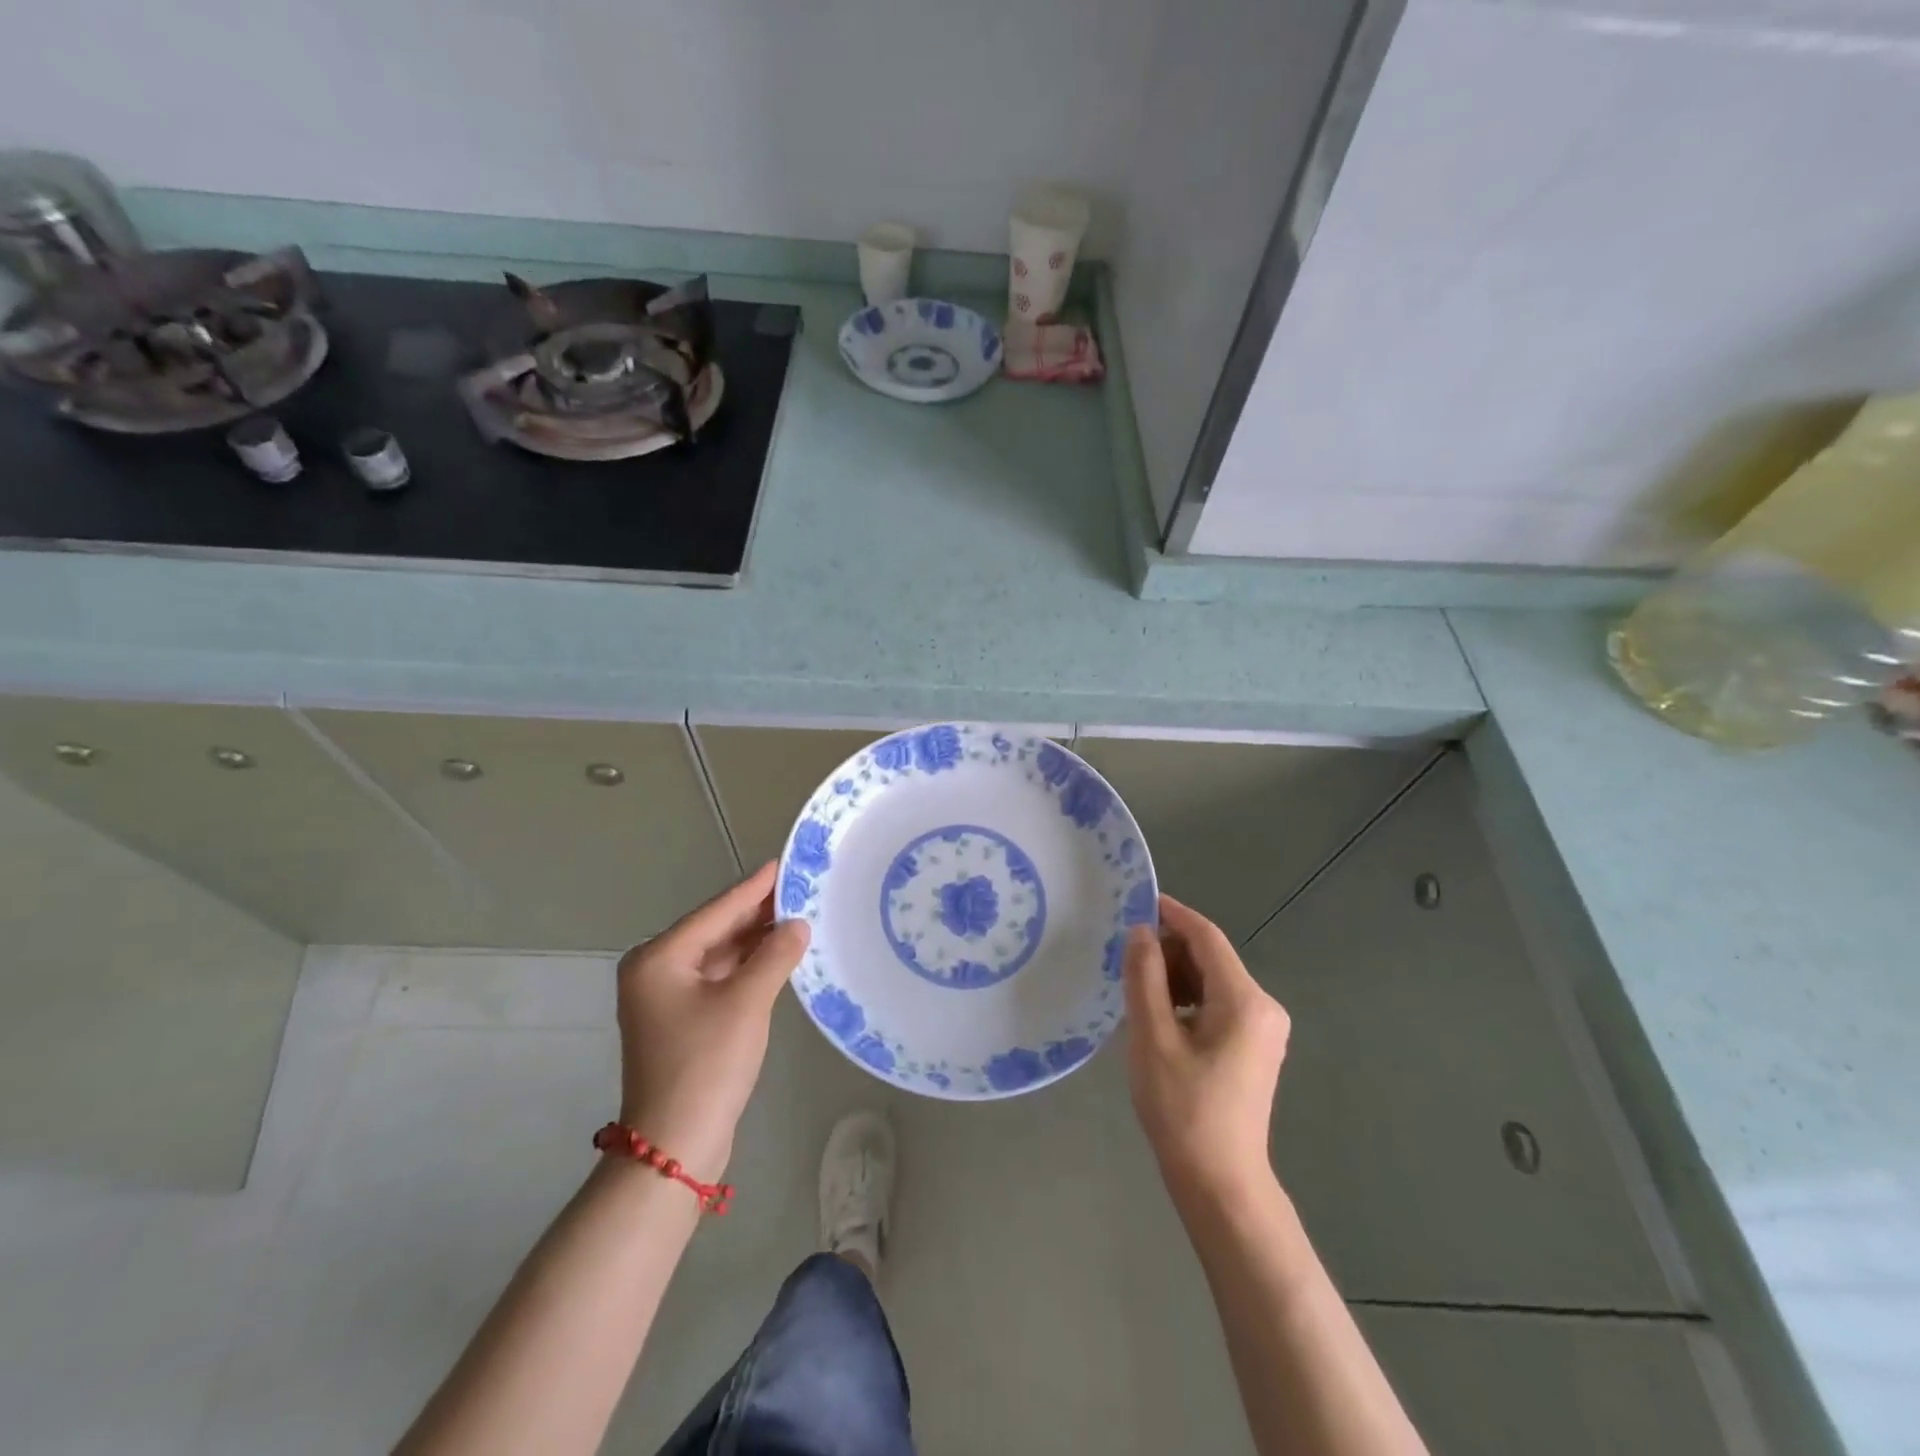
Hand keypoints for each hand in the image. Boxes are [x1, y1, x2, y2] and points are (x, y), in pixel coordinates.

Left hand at [615, 863, 809, 1180]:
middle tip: (801, 888)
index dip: (755, 887)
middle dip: (757, 912)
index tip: (785, 862)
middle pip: (716, 930)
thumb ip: (775, 955)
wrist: (675, 1146)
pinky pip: (719, 979)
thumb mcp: (746, 1002)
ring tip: (798, 916)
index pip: (717, 910)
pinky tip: (778, 955)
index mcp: (659, 957)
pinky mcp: (682, 1021)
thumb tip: (799, 924)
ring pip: (719, 955)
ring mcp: (666, 998)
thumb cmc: (706, 1064)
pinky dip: (747, 967)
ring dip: (755, 940)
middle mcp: (656, 970)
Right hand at [1123, 894, 1290, 1206]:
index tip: (1137, 901)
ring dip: (1175, 976)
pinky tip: (1158, 1016)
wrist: (1220, 1183)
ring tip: (1136, 989)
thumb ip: (1145, 977)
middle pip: (1212, 958)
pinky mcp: (1254, 1048)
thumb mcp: (1152, 1037)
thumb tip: (1141, 932)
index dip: (1172, 914)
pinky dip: (1187, 999)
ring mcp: (1263, 1029)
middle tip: (1125, 957)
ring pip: (1213, 981)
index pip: (1207, 937)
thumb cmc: (1183, 1109)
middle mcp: (1263, 1006)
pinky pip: (1218, 1004)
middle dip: (1169, 950)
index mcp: (1244, 1000)